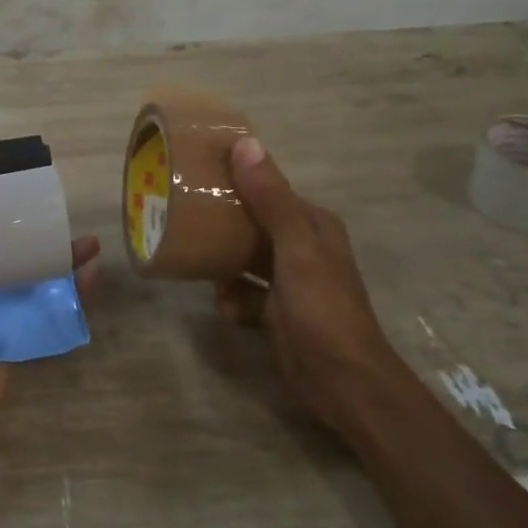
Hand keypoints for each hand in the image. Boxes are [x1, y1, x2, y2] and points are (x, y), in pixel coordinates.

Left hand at [0, 158, 101, 452]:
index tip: (27, 180)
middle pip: (11, 247)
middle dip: (38, 230)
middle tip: (66, 213)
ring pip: (34, 275)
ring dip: (61, 259)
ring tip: (90, 244)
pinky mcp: (20, 333)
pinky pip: (49, 307)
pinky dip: (71, 293)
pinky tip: (92, 276)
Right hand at [216, 136, 400, 438]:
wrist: (342, 383)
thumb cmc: (322, 308)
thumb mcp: (296, 248)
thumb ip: (271, 199)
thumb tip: (245, 144)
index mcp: (313, 225)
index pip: (270, 189)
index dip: (238, 179)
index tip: (199, 174)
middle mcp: (302, 247)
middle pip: (254, 223)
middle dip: (223, 223)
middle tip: (184, 217)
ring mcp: (290, 282)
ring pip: (245, 259)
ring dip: (223, 265)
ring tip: (198, 264)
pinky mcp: (277, 313)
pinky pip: (244, 294)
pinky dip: (232, 300)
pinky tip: (227, 310)